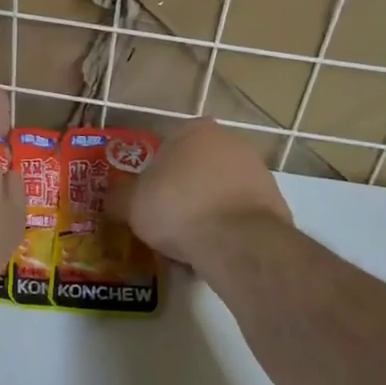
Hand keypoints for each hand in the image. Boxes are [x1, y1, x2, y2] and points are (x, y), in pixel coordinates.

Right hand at [106, 119, 291, 273]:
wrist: (236, 240)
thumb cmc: (178, 207)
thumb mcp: (132, 204)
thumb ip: (119, 198)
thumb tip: (110, 200)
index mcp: (195, 130)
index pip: (168, 147)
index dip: (155, 176)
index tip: (149, 201)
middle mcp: (230, 141)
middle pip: (196, 169)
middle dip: (182, 194)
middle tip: (166, 224)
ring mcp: (257, 170)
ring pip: (219, 193)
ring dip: (205, 213)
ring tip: (188, 247)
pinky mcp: (275, 202)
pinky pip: (239, 215)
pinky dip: (227, 230)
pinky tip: (213, 253)